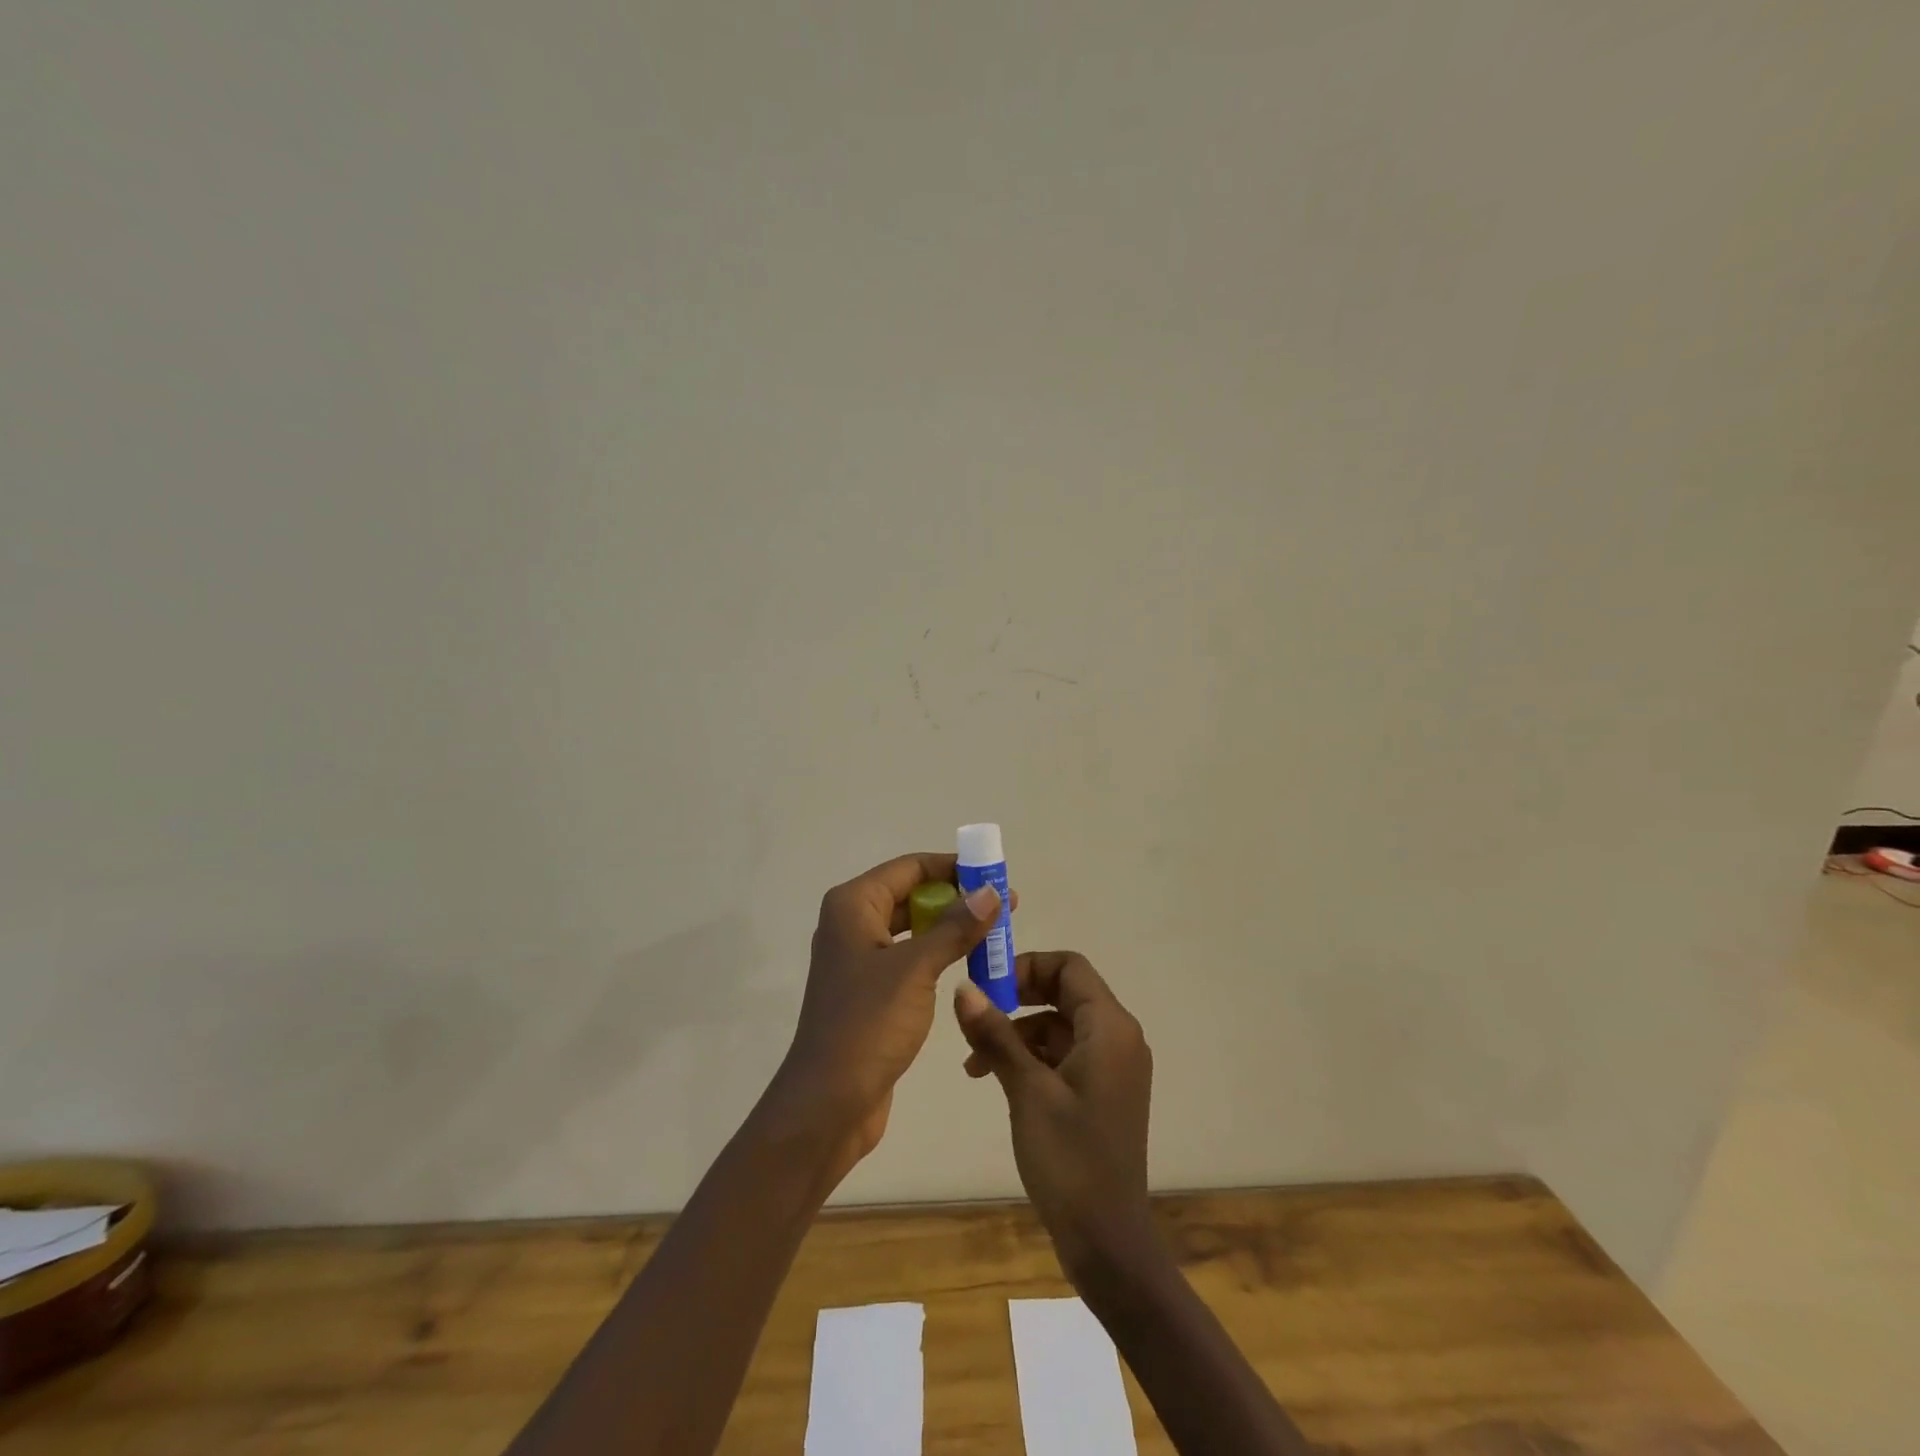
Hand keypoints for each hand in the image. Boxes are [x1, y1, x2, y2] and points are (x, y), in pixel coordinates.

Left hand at [773, 853, 1003, 1187]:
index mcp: (853, 905)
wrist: (828, 1103)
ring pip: (913, 928)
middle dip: (957, 898)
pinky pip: (910, 958)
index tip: (995, 875)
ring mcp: (860, 959)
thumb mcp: (916, 969)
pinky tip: (970, 965)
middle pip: (912, 894)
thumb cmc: (868, 1024)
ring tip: (996, 934)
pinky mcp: (870, 991)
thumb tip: (991, 891)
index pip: (910, 867)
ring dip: (951, 928)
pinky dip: (939, 955)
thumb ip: (955, 927)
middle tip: (1005, 906)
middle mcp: (852, 923)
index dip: (953, 866)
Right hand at [953, 951, 1153, 1278]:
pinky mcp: (1101, 1092)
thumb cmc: (1070, 1159)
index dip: (1027, 965)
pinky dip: (1031, 1057)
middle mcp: (1118, 1038)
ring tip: (974, 1061)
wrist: (1108, 1243)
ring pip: (1059, 1025)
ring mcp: (1112, 1067)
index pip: (1070, 967)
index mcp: (1111, 1028)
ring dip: (1018, 1032)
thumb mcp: (1027, 1090)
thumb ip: (996, 1034)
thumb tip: (964, 987)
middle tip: (975, 1014)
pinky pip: (1065, 1054)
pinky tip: (996, 1078)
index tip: (986, 983)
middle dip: (1017, 999)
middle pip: (1064, 992)